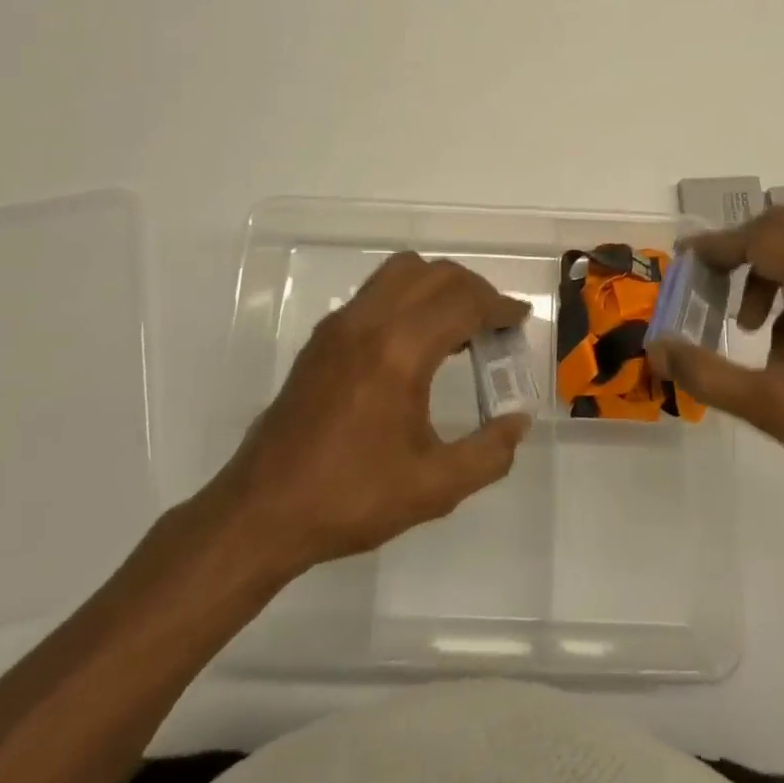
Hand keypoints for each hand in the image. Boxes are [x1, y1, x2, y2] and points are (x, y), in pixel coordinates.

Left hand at [212, 252, 532, 574]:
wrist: (263, 511)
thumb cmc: (351, 498)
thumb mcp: (434, 487)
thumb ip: (489, 453)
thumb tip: (518, 422)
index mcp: (400, 351)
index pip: (463, 302)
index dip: (499, 306)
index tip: (521, 319)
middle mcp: (369, 322)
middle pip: (435, 274)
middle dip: (474, 290)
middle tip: (496, 323)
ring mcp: (340, 324)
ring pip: (401, 272)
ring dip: (438, 285)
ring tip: (458, 326)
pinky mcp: (322, 336)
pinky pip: (376, 291)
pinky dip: (408, 296)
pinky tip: (416, 342)